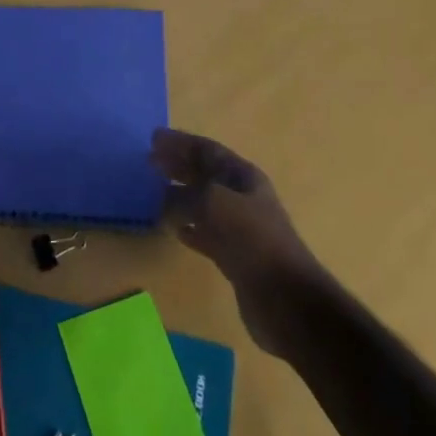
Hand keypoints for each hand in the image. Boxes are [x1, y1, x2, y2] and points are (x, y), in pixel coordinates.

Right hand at [152, 127, 322, 355]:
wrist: (286, 298)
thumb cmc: (251, 238)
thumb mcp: (213, 204)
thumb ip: (184, 196)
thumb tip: (162, 198)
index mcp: (243, 176)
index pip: (207, 150)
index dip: (181, 142)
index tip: (154, 137)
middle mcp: (242, 197)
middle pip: (205, 174)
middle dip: (179, 166)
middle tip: (150, 161)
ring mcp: (240, 228)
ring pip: (203, 204)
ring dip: (180, 196)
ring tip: (155, 191)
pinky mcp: (235, 257)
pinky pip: (206, 234)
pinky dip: (189, 228)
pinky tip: (174, 230)